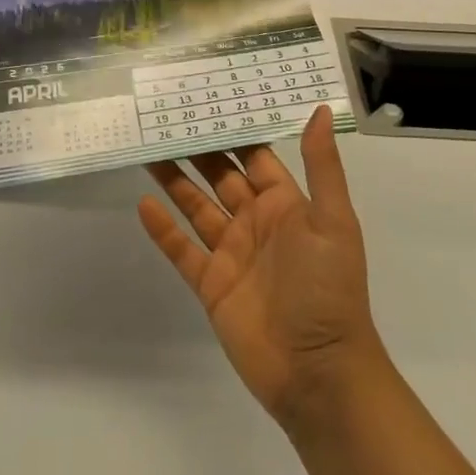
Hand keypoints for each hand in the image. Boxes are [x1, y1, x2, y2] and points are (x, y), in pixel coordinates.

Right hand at [139, 106, 382, 427]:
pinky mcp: (212, 285)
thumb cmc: (328, 289)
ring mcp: (232, 254)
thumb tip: (317, 109)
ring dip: (174, 180)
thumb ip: (321, 166)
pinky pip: (183, 249)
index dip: (232, 130)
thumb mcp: (332, 221)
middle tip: (165, 119)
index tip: (206, 100)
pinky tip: (143, 204)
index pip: (253, 156)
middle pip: (219, 176)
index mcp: (285, 204)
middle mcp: (256, 222)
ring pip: (196, 206)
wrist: (319, 374)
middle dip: (196, 149)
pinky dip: (163, 229)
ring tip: (147, 150)